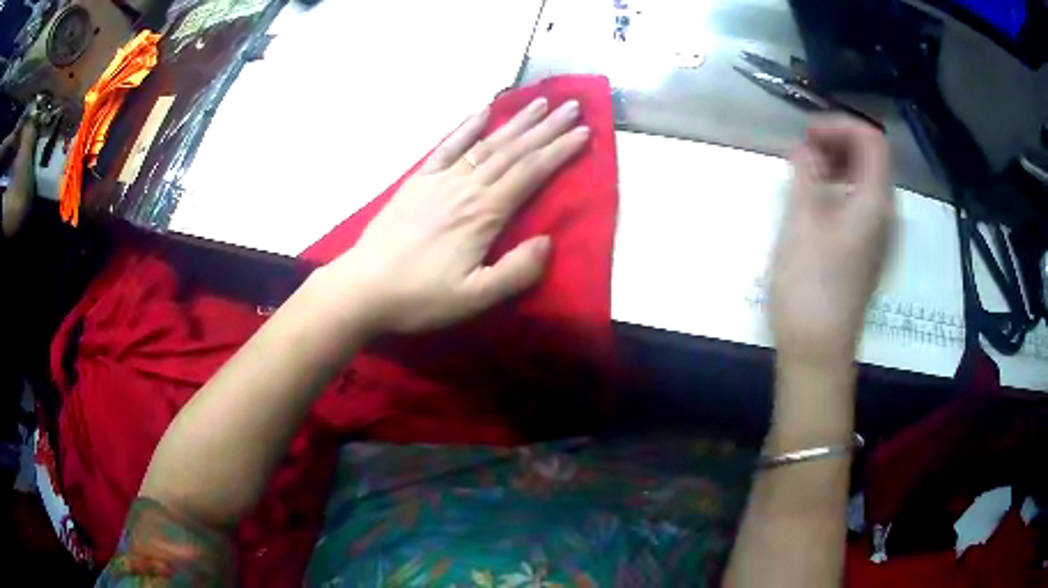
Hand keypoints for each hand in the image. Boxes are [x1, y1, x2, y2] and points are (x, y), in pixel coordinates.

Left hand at [319, 98, 588, 334]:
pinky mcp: (418, 180)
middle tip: (574, 105)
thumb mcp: (473, 299)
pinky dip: (467, 127)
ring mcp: (439, 179)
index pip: (531, 173)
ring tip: (541, 102)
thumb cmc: (419, 297)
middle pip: (514, 150)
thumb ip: (515, 272)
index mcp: (484, 214)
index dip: (560, 151)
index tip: (585, 132)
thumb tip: (547, 241)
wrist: (362, 288)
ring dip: (516, 121)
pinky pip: (447, 146)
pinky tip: (482, 111)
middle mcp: (466, 187)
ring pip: (487, 143)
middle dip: (547, 127)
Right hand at [770, 116, 894, 367]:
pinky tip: (814, 199)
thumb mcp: (801, 220)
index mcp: (874, 201)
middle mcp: (884, 214)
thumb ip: (805, 174)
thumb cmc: (809, 284)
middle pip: (871, 159)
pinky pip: (859, 204)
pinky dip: (838, 188)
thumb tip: (805, 149)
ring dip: (836, 164)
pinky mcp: (866, 251)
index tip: (807, 132)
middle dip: (837, 142)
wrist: (817, 348)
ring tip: (804, 171)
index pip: (872, 140)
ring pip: (865, 181)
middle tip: (802, 149)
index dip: (840, 125)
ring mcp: (877, 235)